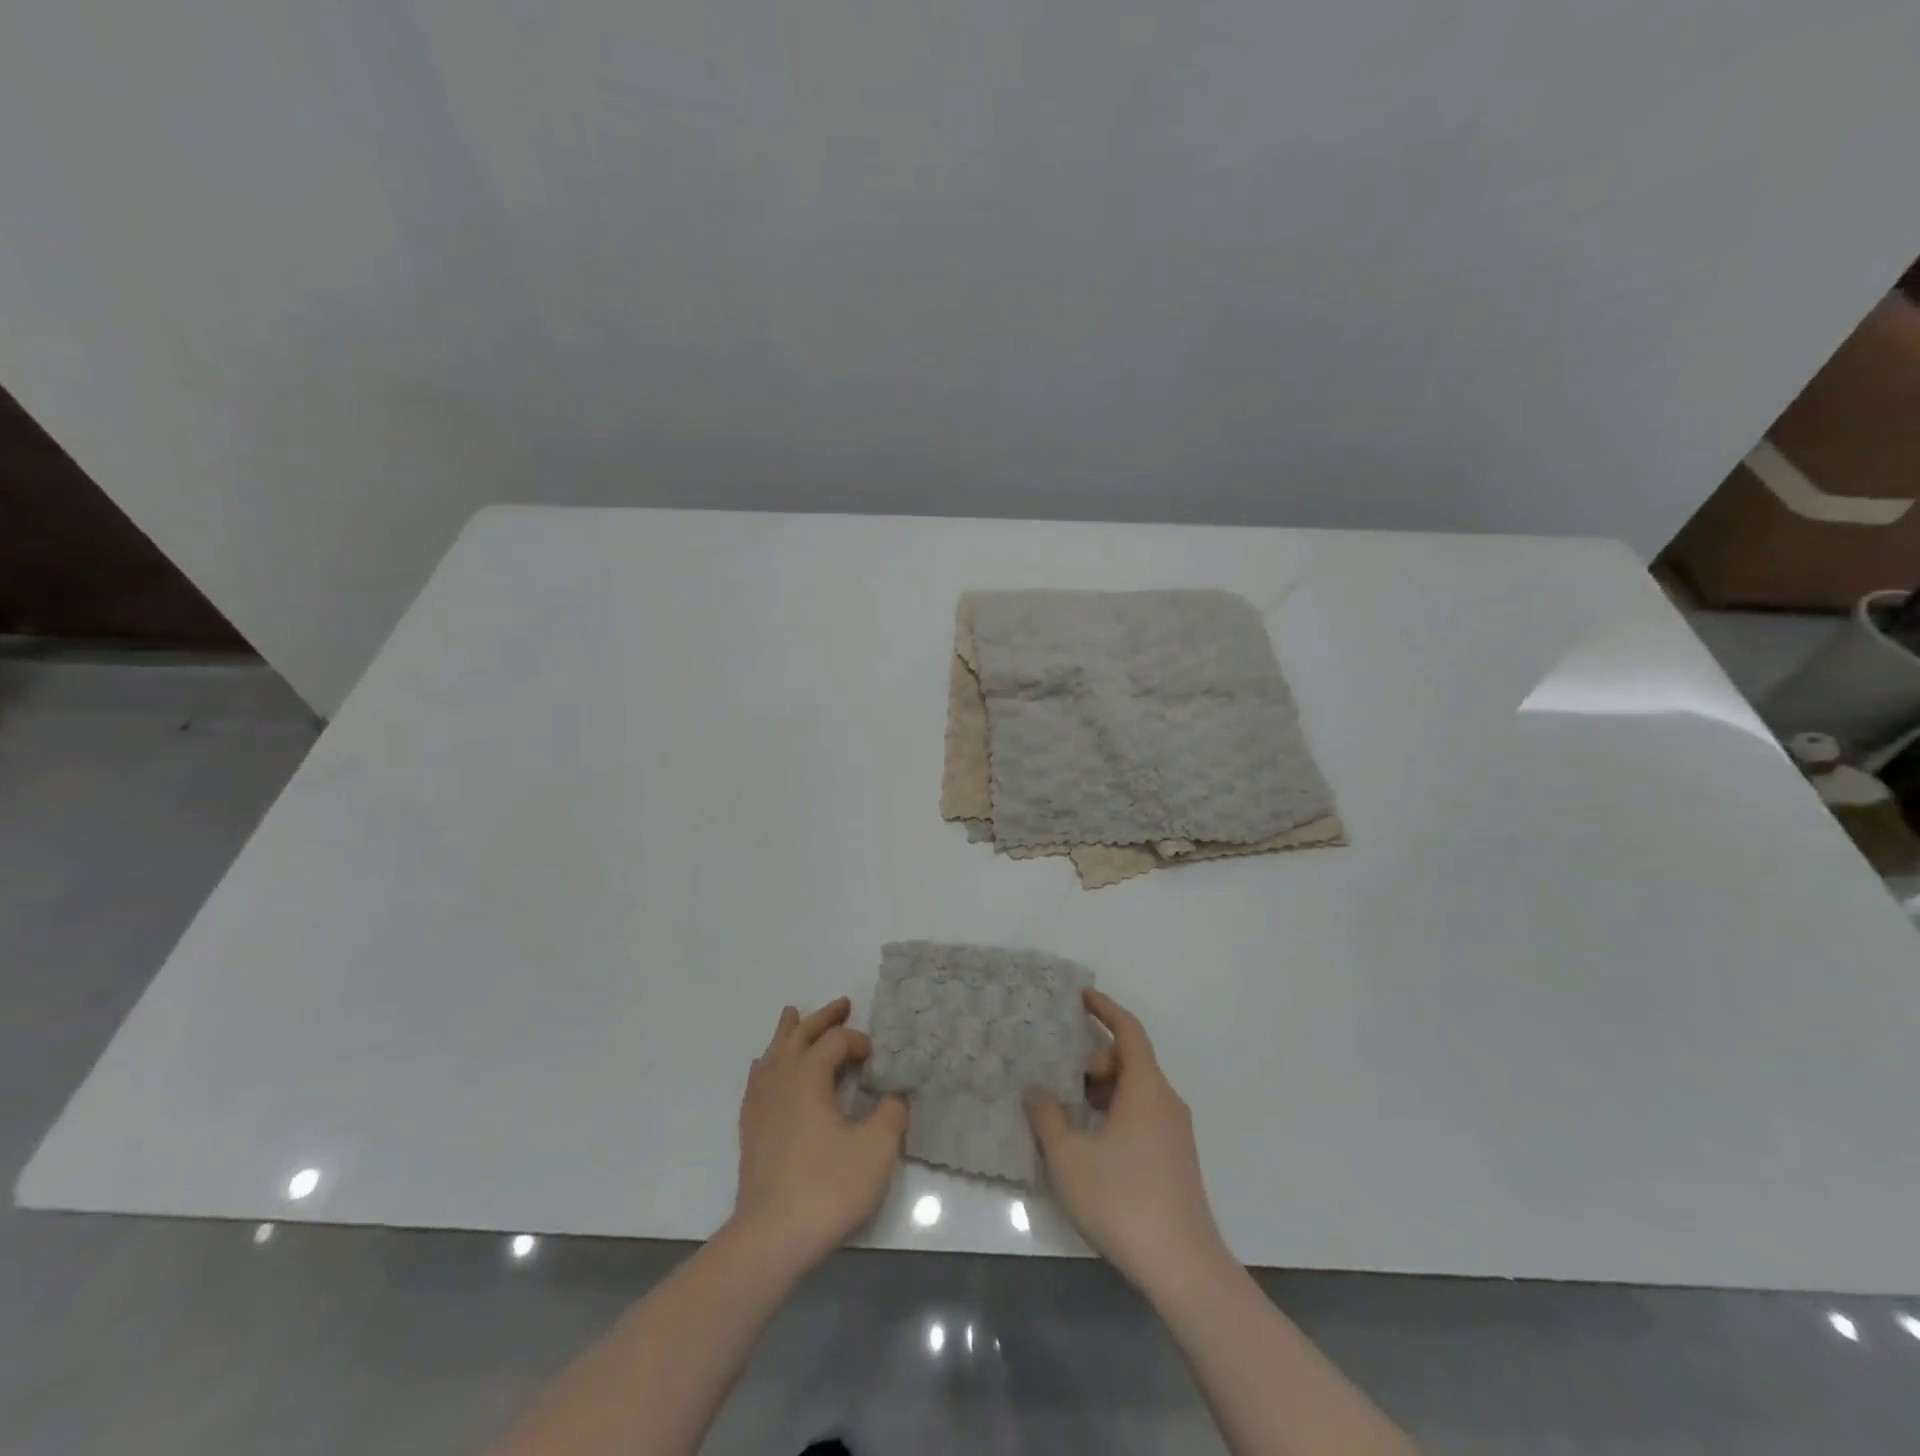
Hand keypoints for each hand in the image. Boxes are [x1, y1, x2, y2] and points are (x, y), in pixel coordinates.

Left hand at [731, 997, 907, 1275]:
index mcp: (809, 1076)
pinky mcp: (750, 1129)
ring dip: (789, 1033)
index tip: (877, 1060)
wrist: (771, 1238)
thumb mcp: (876, 1149)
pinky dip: (767, 1064)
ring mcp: (760, 1104)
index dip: (859, 1042)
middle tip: (842, 1004)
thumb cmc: (827, 1188)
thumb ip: (892, 1113)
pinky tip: (765, 1067)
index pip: (836, 1042)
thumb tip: (894, 1096)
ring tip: (793, 1016)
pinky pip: (757, 1080)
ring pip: (774, 1053)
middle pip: (800, 1036)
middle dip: (823, 1018)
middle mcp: (781, 1080)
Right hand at [1024, 989, 1228, 1294]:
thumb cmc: (1123, 1200)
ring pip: (1136, 1090)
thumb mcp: (1070, 1157)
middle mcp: (1165, 1100)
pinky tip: (1091, 1141)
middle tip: (1061, 1076)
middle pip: (1130, 1060)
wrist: (1183, 1266)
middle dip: (1095, 1059)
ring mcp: (1175, 1131)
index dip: (1105, 1009)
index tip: (1082, 996)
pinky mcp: (1176, 1158)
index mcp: (1145, 1088)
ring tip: (1069, 1109)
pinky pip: (1143, 1113)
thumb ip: (1048, 1117)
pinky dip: (1115, 1110)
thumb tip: (1034, 1089)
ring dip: (1103, 1089)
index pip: (1128, 1031)